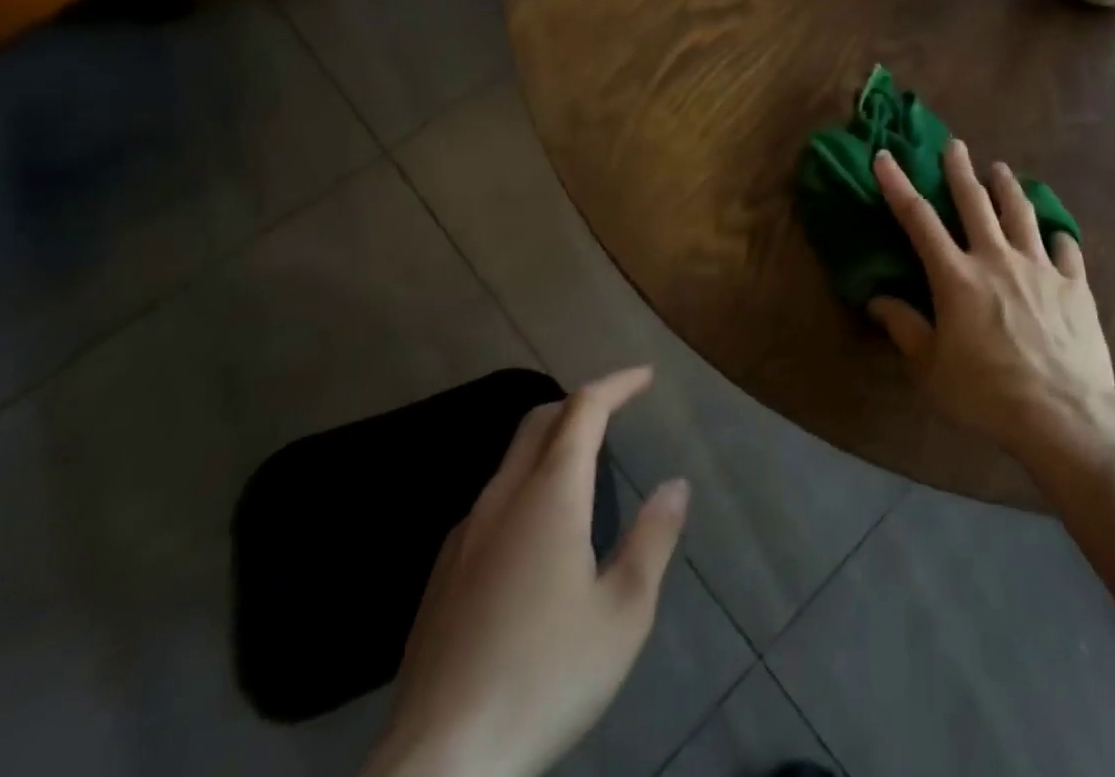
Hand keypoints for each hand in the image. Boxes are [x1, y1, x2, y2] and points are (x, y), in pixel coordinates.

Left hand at [363, 367, 689, 776]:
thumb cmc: (546, 676)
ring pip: (511, 460)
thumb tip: (675, 485)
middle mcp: (502, 499)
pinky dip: (525, 481)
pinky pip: (491, 500)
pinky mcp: (442, 576)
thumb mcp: (624, 612)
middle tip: (617, 405)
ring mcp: (464, 536)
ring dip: (551, 441)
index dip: (617, 384)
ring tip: (585, 460)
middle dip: (581, 401)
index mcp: (550, 494)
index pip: (584, 409)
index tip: (646, 376)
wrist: (439, 765)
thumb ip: (652, 539)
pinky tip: (536, 528)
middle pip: (540, 421)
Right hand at [871, 139, 1114, 457]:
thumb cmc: (986, 393)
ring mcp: (1039, 268)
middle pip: (974, 202)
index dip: (898, 185)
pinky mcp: (1074, 285)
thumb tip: (877, 300)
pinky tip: (1056, 234)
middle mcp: (996, 259)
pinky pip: (1066, 250)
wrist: (1063, 414)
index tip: (885, 156)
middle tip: (955, 144)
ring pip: (1021, 214)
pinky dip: (1057, 237)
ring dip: (1008, 188)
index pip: (918, 219)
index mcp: (956, 276)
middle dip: (961, 169)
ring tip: (1001, 169)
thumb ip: (904, 328)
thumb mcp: (931, 368)